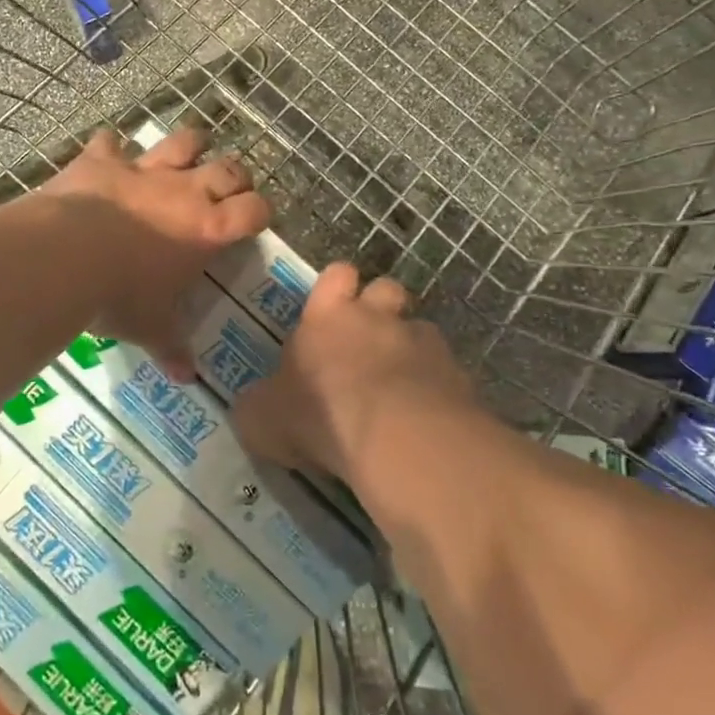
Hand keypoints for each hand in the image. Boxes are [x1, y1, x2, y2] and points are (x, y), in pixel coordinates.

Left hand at [39, 126, 269, 377]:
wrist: (64, 256)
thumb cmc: (119, 296)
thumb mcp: (148, 327)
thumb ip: (171, 347)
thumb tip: (186, 378)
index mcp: (207, 229)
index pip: (254, 210)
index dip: (260, 212)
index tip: (256, 220)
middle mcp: (184, 191)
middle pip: (229, 169)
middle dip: (235, 176)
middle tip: (229, 188)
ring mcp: (143, 170)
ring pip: (182, 141)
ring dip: (190, 144)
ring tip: (192, 150)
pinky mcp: (102, 160)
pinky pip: (110, 143)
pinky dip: (111, 146)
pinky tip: (109, 150)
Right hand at [233, 262, 474, 480]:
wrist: (398, 438)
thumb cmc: (320, 415)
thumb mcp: (262, 418)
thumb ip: (259, 405)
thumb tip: (257, 405)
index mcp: (328, 317)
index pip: (336, 275)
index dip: (336, 287)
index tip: (331, 310)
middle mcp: (377, 318)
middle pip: (386, 288)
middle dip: (381, 308)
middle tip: (368, 344)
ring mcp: (422, 343)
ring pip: (420, 329)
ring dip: (411, 350)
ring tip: (402, 386)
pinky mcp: (457, 375)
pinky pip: (447, 372)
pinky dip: (438, 388)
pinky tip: (427, 418)